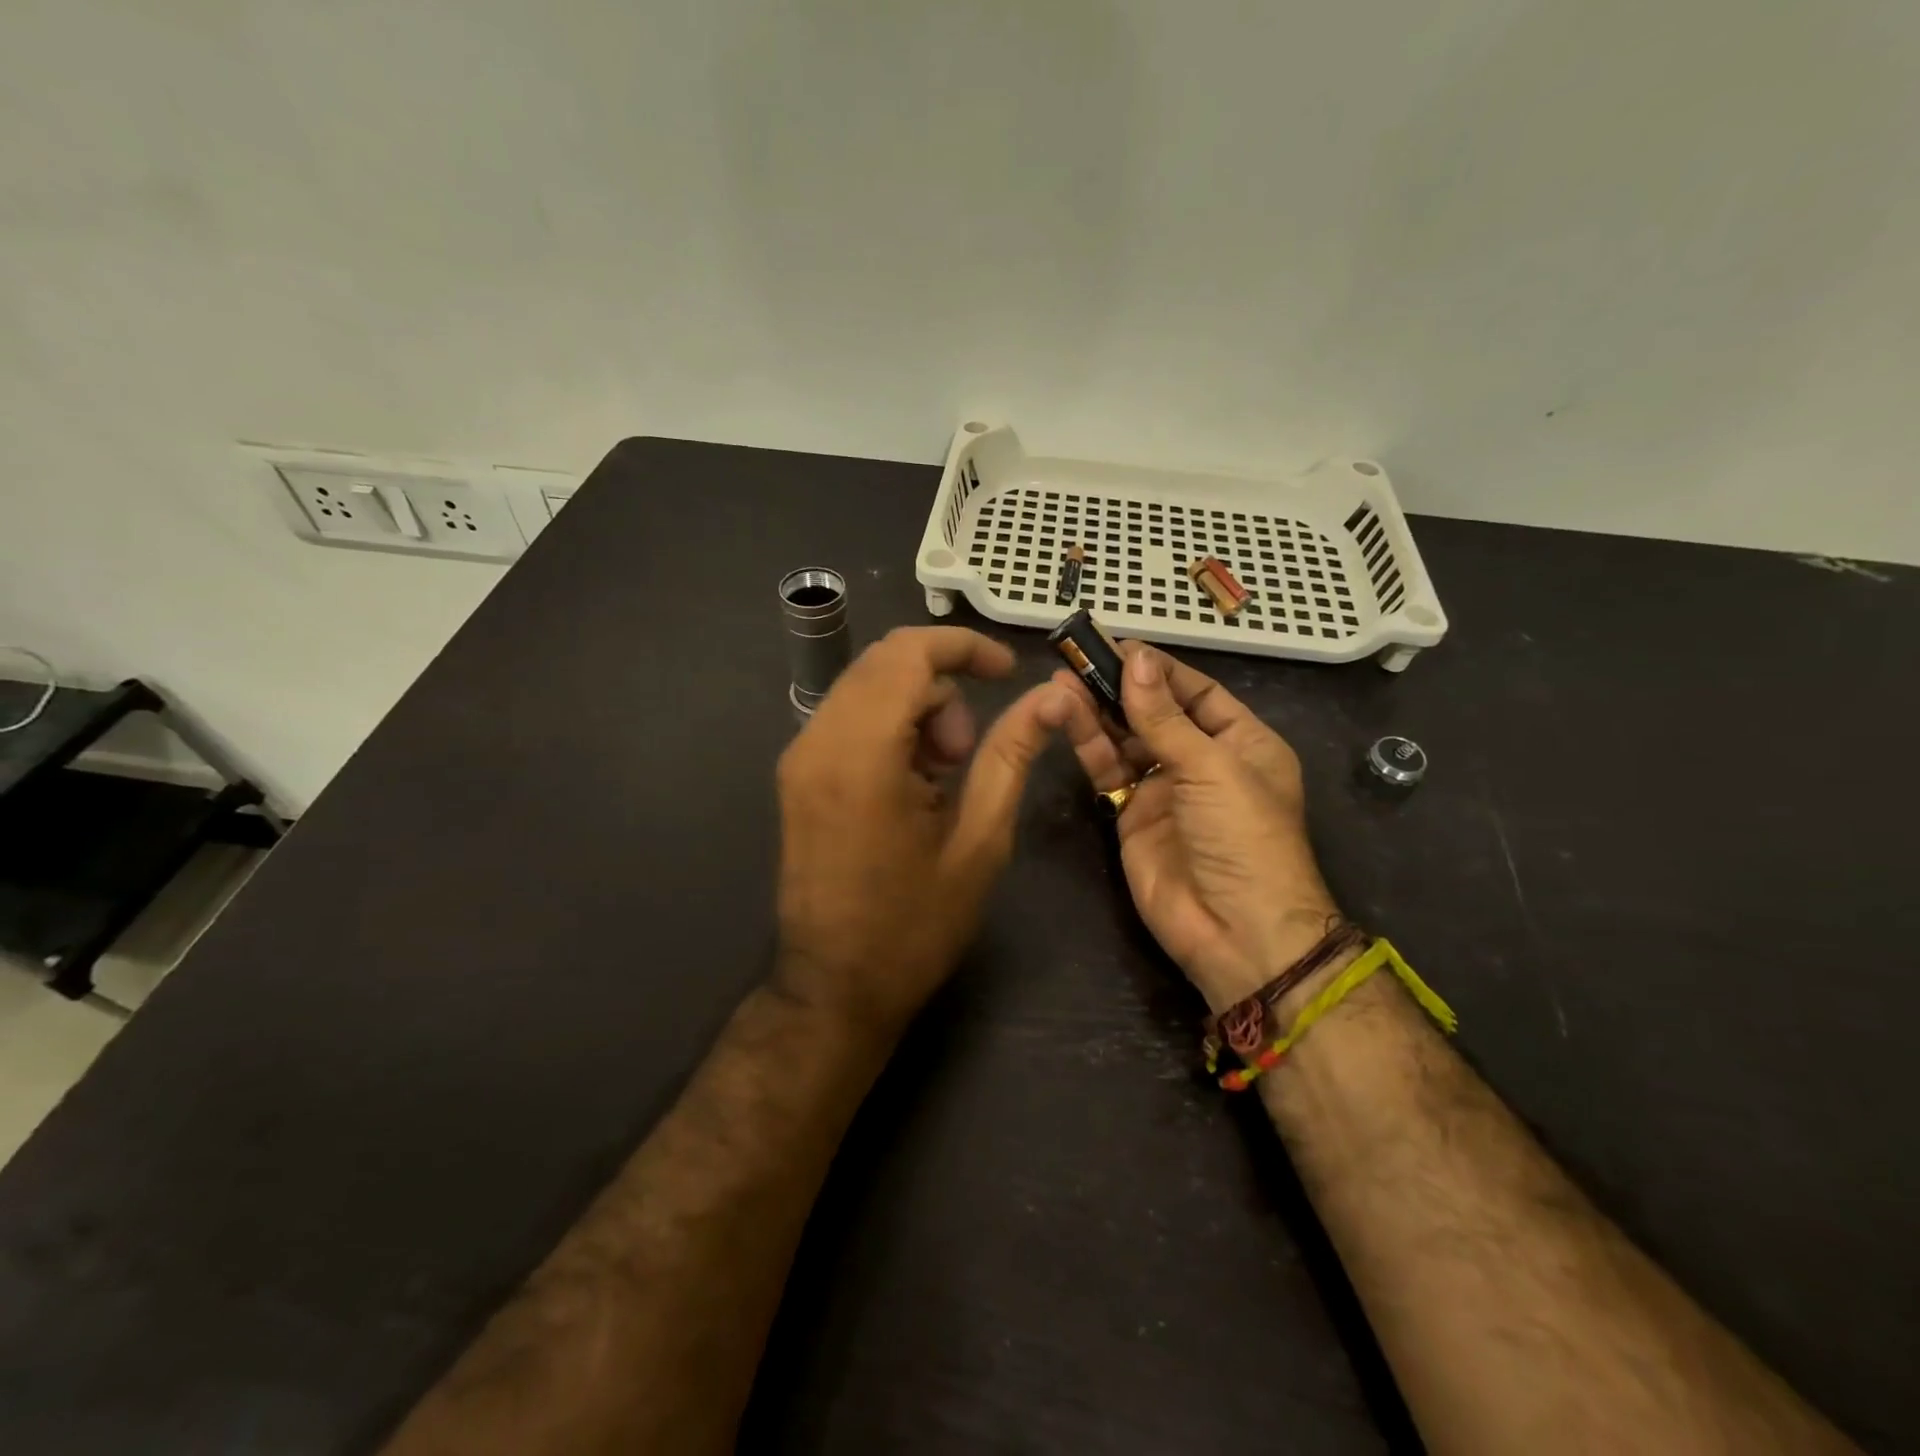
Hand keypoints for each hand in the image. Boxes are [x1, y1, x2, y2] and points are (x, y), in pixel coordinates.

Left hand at [776, 627, 1071, 1032]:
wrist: (835, 987)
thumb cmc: (914, 925)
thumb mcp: (980, 840)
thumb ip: (1011, 755)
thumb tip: (1051, 695)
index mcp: (862, 754)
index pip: (909, 653)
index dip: (966, 647)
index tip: (1009, 672)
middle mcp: (818, 741)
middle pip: (886, 662)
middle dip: (942, 685)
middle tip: (968, 752)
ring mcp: (799, 757)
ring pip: (868, 686)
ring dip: (917, 707)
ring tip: (943, 777)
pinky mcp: (796, 774)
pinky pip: (850, 716)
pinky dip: (891, 726)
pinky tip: (912, 783)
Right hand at [1056, 642, 1339, 1011]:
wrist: (1234, 932)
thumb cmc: (1242, 837)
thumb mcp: (1211, 768)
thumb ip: (1164, 717)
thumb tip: (1137, 658)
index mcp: (1242, 744)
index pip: (1197, 692)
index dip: (1159, 670)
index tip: (1118, 646)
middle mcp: (1202, 761)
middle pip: (1156, 713)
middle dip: (1121, 687)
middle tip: (1078, 657)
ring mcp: (1164, 789)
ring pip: (1126, 739)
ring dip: (1098, 711)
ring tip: (1062, 681)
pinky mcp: (1131, 814)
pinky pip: (1109, 771)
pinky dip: (1089, 745)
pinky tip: (1066, 716)